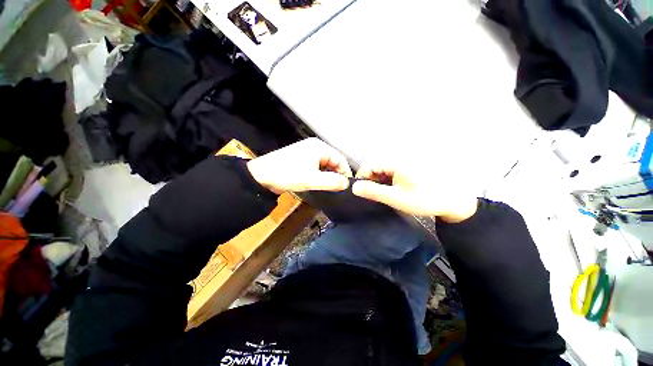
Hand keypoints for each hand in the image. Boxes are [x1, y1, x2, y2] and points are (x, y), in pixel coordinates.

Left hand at [247, 138, 352, 193]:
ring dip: (327, 175)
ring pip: (325, 164)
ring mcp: (307, 151)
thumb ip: (332, 182)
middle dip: (336, 174)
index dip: (345, 173)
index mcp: (319, 147)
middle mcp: (315, 146)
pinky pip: (316, 165)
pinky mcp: (301, 158)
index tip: (346, 186)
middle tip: (337, 188)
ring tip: (328, 187)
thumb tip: (346, 184)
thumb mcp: (312, 180)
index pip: (340, 159)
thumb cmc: (288, 175)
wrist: (261, 175)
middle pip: (333, 160)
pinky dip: (319, 174)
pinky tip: (318, 182)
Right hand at [351, 160, 477, 222]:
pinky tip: (393, 187)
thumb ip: (373, 191)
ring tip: (383, 192)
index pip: (369, 164)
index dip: (362, 177)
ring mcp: (406, 159)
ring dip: (379, 178)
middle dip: (371, 178)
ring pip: (383, 166)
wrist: (454, 200)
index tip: (361, 191)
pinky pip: (392, 167)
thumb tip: (354, 188)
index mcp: (396, 161)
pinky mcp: (411, 163)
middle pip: (376, 164)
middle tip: (373, 194)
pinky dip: (388, 177)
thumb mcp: (396, 198)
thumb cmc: (425, 199)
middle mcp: (400, 156)